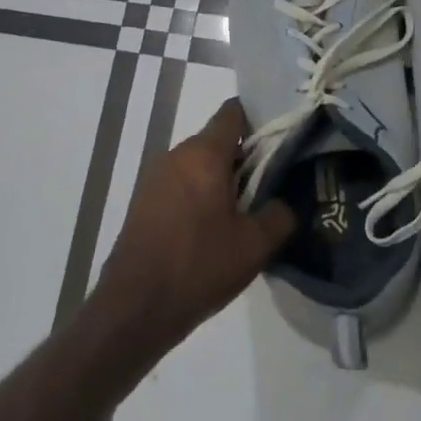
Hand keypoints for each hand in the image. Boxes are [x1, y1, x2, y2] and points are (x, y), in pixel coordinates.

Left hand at [94, 99, 293, 353]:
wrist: (135, 308)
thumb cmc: (199, 267)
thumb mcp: (255, 245)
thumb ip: (280, 214)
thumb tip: (285, 201)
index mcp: (204, 154)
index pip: (234, 112)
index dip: (261, 120)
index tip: (282, 141)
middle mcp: (176, 155)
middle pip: (218, 140)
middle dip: (246, 157)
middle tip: (273, 184)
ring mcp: (155, 177)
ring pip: (200, 164)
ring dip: (223, 180)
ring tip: (248, 211)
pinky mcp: (145, 201)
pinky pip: (182, 184)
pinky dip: (202, 195)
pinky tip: (216, 229)